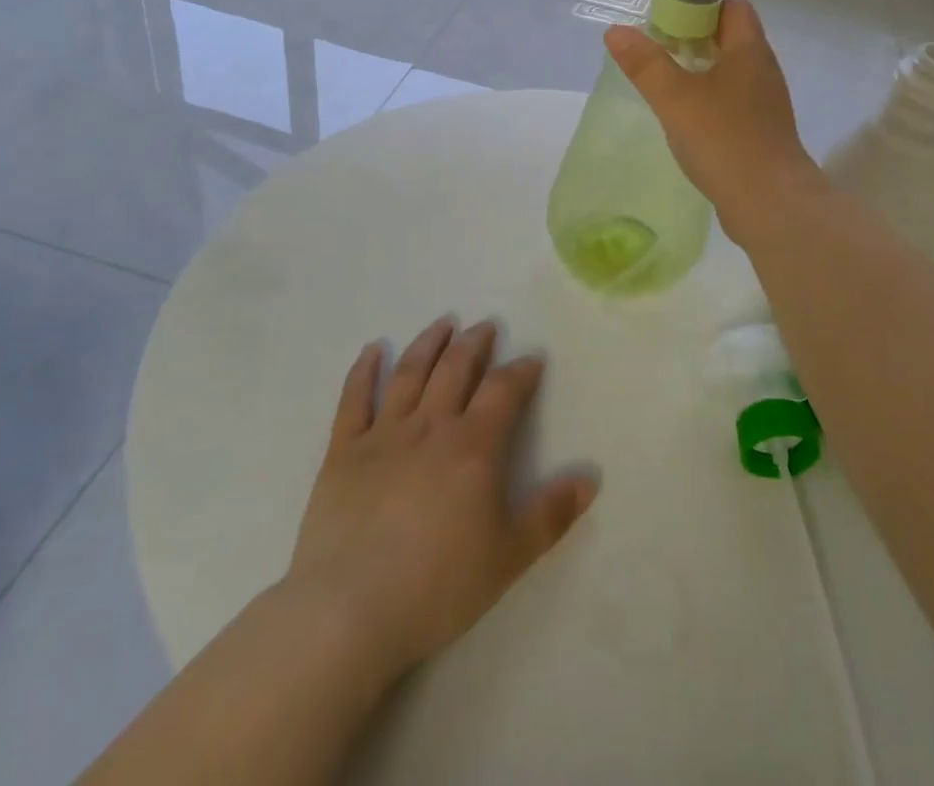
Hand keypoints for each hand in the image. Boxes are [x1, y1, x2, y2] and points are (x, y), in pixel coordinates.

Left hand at [287, 317, 597, 682]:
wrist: (348, 611)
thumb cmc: (437, 586)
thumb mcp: (508, 557)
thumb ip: (551, 515)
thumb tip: (591, 478)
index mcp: (472, 447)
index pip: (503, 391)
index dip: (520, 371)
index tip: (531, 359)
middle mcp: (429, 427)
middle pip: (455, 370)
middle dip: (474, 344)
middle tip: (485, 326)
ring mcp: (383, 435)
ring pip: (409, 374)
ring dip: (428, 344)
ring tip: (442, 324)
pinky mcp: (343, 453)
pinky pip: (354, 400)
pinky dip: (363, 371)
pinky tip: (371, 351)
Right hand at [604, 0, 823, 241]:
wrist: (769, 203)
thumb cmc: (723, 139)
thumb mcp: (675, 97)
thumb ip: (645, 64)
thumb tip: (617, 31)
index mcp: (749, 51)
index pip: (732, 7)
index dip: (700, 6)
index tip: (667, 21)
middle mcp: (763, 71)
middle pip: (730, 38)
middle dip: (694, 39)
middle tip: (658, 52)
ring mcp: (766, 104)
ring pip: (731, 73)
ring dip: (700, 72)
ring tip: (666, 85)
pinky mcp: (762, 133)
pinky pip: (734, 103)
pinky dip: (710, 101)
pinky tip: (687, 120)